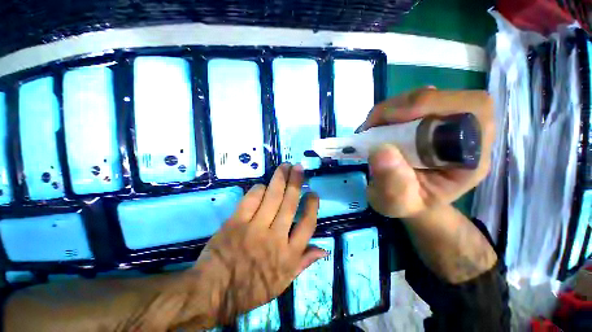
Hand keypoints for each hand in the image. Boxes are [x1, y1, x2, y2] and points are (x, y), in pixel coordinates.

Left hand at [172, 164, 324, 328]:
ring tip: (285, 166)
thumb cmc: (251, 289)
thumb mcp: (283, 283)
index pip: (307, 224)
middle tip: (299, 167)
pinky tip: (263, 185)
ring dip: (280, 179)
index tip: (313, 193)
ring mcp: (255, 228)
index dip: (312, 205)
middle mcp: (275, 237)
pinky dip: (258, 190)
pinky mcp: (236, 222)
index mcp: (288, 254)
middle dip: (296, 182)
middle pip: (289, 203)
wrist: (213, 292)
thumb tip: (324, 249)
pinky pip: (251, 200)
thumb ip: (304, 263)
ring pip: (272, 197)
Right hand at [360, 88, 493, 217]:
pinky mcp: (429, 118)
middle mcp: (466, 135)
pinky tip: (377, 126)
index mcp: (470, 158)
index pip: (472, 114)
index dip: (431, 108)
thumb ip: (392, 183)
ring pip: (426, 96)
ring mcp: (447, 123)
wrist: (405, 197)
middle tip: (374, 125)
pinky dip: (389, 110)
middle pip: (448, 98)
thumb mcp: (395, 202)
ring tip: (372, 128)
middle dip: (405, 106)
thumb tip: (380, 150)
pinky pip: (412, 102)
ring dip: (392, 108)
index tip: (388, 125)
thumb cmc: (406, 202)